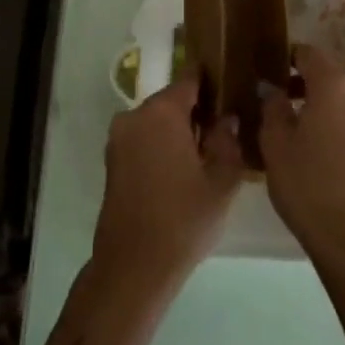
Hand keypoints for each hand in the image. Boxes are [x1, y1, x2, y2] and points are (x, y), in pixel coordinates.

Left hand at [91, 72, 243, 302]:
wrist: (134, 266)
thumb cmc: (184, 219)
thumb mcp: (222, 180)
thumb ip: (228, 140)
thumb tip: (227, 118)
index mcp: (161, 112)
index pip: (190, 79)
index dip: (213, 81)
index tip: (233, 87)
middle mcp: (134, 116)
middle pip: (172, 99)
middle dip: (197, 109)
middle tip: (226, 128)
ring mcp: (118, 138)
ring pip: (157, 120)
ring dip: (179, 129)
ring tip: (207, 152)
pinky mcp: (112, 160)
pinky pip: (143, 138)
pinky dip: (162, 144)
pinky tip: (183, 169)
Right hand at [260, 44, 344, 269]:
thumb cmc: (308, 186)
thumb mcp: (275, 144)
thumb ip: (273, 107)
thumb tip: (274, 90)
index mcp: (335, 83)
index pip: (308, 52)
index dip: (287, 58)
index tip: (271, 71)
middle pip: (333, 70)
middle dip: (309, 78)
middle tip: (284, 97)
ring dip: (330, 98)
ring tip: (305, 122)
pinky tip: (328, 143)